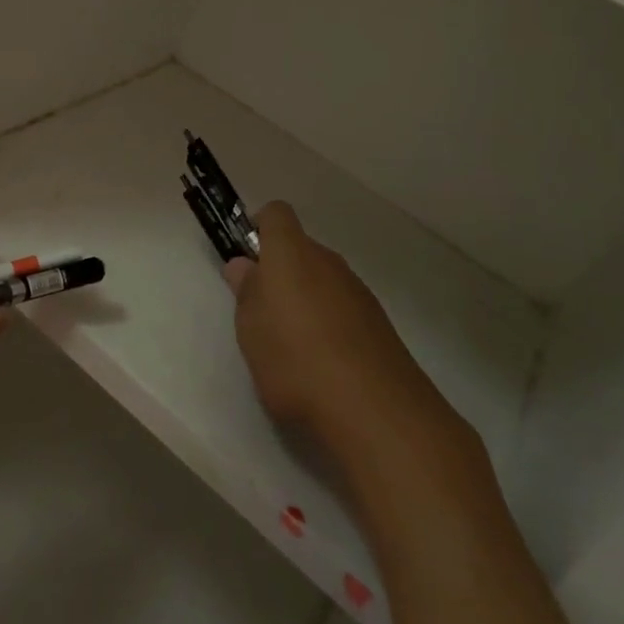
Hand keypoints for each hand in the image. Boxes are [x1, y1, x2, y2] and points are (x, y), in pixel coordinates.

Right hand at [224, 202, 474, 471]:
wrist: (374, 409)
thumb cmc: (295, 359)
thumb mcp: (251, 328)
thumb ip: (246, 292)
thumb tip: (243, 265)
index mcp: (292, 253)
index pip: (276, 214)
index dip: (259, 228)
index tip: (247, 260)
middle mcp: (328, 261)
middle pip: (300, 249)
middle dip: (280, 272)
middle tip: (263, 312)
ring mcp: (358, 290)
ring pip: (323, 280)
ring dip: (306, 300)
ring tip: (292, 346)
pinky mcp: (379, 323)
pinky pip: (344, 308)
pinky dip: (330, 324)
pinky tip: (323, 364)